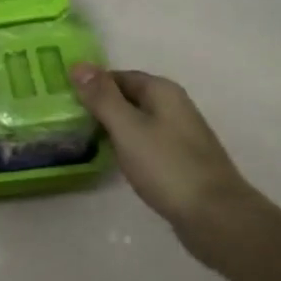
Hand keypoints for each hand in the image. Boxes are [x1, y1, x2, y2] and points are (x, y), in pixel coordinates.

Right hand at [69, 65, 258, 268]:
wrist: (215, 216)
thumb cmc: (167, 166)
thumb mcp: (127, 128)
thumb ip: (102, 97)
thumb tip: (79, 64)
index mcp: (162, 91)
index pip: (119, 76)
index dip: (92, 85)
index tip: (65, 100)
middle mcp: (174, 107)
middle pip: (129, 98)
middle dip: (101, 106)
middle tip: (68, 121)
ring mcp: (180, 135)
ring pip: (138, 122)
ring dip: (113, 128)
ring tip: (83, 141)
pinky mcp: (180, 161)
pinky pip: (147, 144)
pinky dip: (128, 147)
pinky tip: (115, 161)